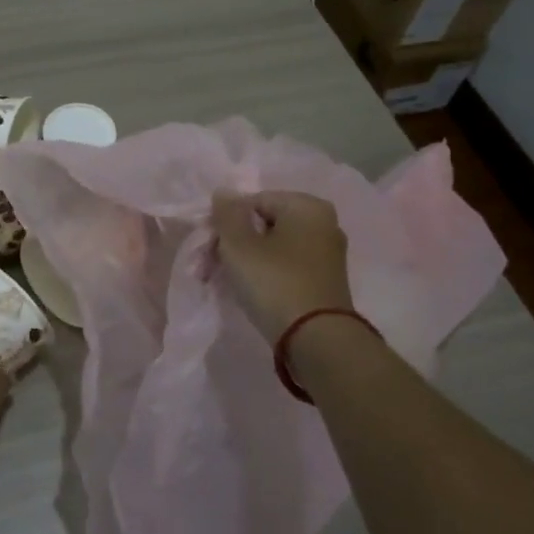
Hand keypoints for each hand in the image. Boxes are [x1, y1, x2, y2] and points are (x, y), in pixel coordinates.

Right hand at [210, 191, 355, 341]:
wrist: (317, 341)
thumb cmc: (275, 282)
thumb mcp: (239, 244)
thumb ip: (227, 213)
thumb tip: (224, 192)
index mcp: (307, 206)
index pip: (253, 201)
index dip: (225, 221)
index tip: (206, 246)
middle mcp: (323, 224)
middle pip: (263, 224)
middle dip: (232, 243)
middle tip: (206, 267)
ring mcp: (326, 254)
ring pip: (273, 247)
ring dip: (243, 260)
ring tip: (220, 281)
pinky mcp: (324, 281)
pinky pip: (285, 267)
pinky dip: (264, 274)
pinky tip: (245, 291)